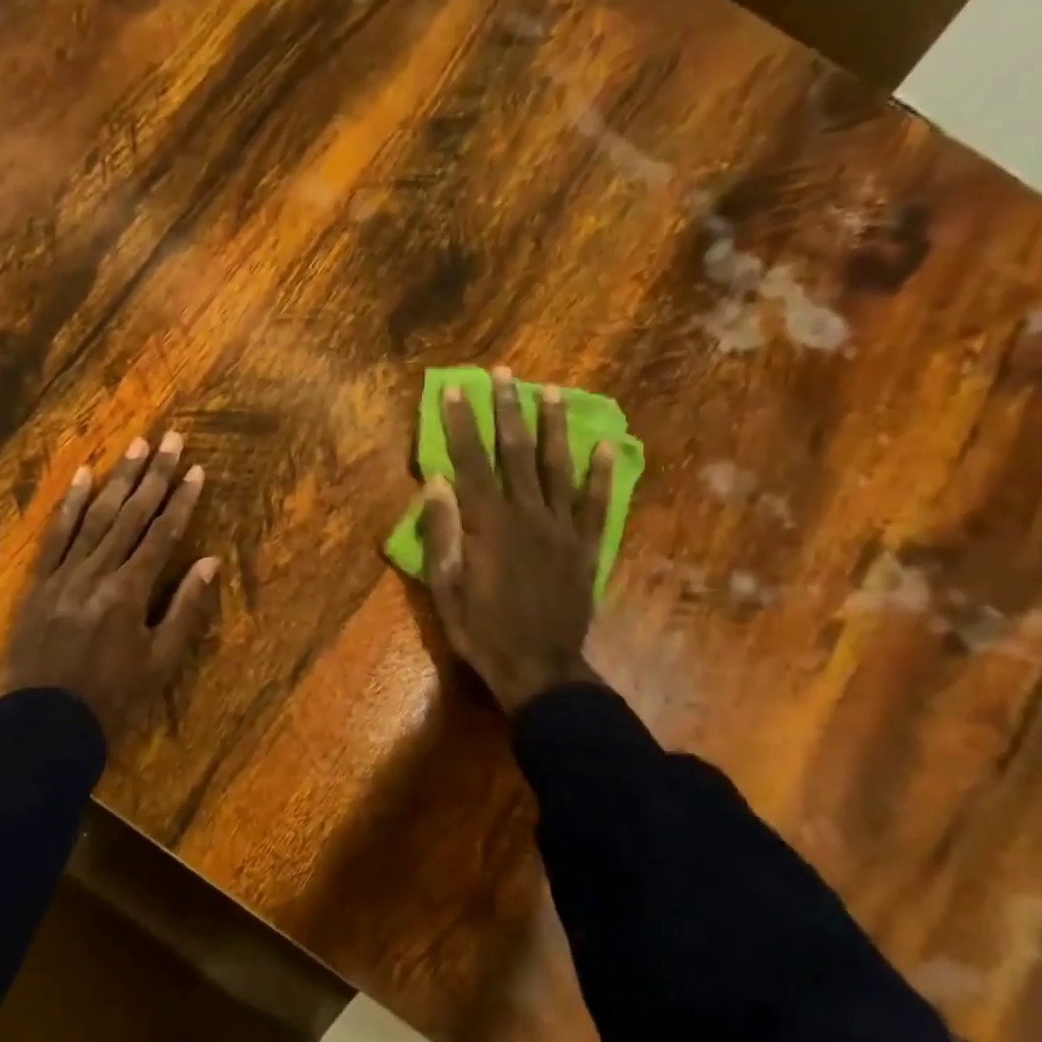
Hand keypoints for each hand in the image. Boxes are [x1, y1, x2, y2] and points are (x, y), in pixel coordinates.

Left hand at [0, 431, 219, 741]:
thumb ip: (185, 608)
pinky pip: (56, 535)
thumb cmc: (112, 697)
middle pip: (131, 515)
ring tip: (134, 445)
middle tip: (169, 437)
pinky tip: (83, 477)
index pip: (162, 534)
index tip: (195, 469)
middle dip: (153, 474)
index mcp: (130, 592)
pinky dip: (70, 504)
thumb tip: (209, 561)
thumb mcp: (159, 661)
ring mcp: (65, 574)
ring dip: (117, 479)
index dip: (181, 500)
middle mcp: (98, 572)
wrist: (44, 723)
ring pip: (96, 517)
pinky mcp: (40, 582)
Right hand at [419, 368, 612, 712]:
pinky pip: (596, 503)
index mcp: (488, 524)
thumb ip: (442, 531)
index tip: (455, 389)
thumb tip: (436, 481)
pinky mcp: (587, 546)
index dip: (461, 423)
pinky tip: (605, 446)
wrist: (539, 668)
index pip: (471, 461)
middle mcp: (528, 515)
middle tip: (506, 374)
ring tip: (552, 393)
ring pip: (558, 467)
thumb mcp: (445, 586)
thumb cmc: (481, 630)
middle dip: (508, 410)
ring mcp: (562, 529)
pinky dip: (601, 473)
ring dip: (553, 427)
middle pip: (516, 452)